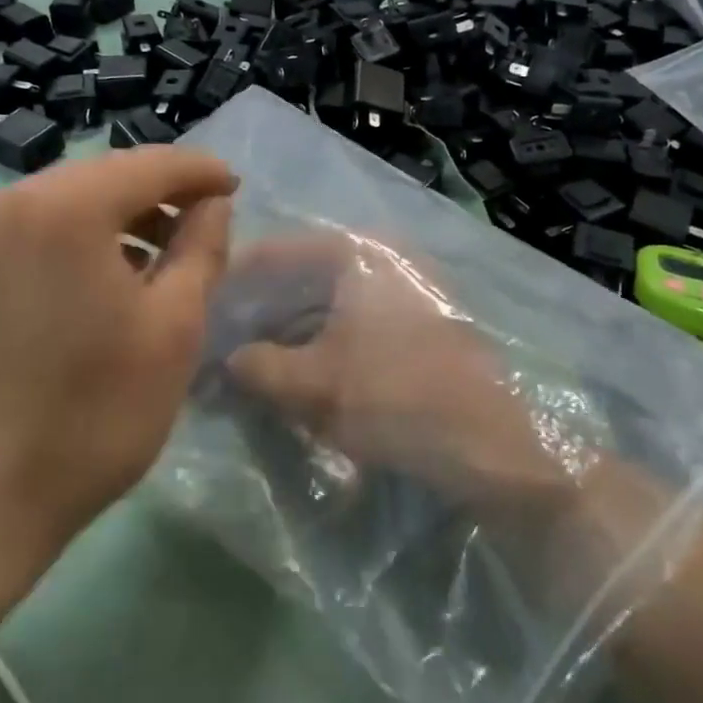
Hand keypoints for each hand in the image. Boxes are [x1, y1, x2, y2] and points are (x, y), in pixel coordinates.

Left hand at [0, 147, 235, 590]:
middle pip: (96, 178)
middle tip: (196, 226)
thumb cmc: (87, 418)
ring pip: (54, 203)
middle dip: (152, 195)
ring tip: (147, 263)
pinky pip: (17, 231)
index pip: (147, 164)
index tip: (232, 187)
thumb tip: (211, 204)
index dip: (197, 171)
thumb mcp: (172, 332)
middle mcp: (0, 202)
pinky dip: (63, 241)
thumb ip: (200, 250)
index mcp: (61, 209)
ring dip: (107, 219)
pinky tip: (85, 284)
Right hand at [224, 233, 570, 501]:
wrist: (501, 450)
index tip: (200, 310)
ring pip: (329, 304)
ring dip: (289, 334)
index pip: (277, 253)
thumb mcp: (314, 385)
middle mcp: (386, 259)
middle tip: (221, 344)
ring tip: (251, 366)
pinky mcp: (422, 326)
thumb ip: (257, 366)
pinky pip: (355, 326)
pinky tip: (296, 376)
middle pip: (303, 277)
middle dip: (260, 313)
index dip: (233, 282)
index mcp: (360, 252)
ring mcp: (409, 291)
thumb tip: (226, 360)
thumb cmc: (400, 399)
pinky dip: (322, 347)